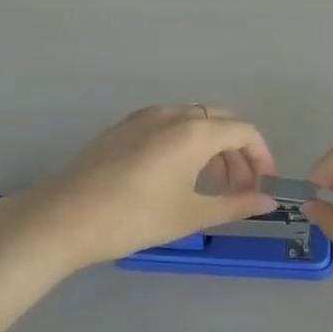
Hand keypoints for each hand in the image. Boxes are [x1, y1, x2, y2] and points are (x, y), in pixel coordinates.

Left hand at [0, 106, 274, 273]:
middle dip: (237, 153)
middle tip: (240, 190)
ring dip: (211, 149)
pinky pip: (168, 126)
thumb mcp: (190, 215)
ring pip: (193, 122)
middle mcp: (173, 114)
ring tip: (210, 187)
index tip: (264, 186)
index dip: (261, 157)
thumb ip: (235, 205)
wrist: (65, 217)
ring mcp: (144, 117)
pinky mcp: (123, 127)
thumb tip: (267, 201)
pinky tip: (175, 177)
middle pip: (220, 122)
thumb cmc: (134, 217)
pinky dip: (185, 144)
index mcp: (194, 131)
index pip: (244, 131)